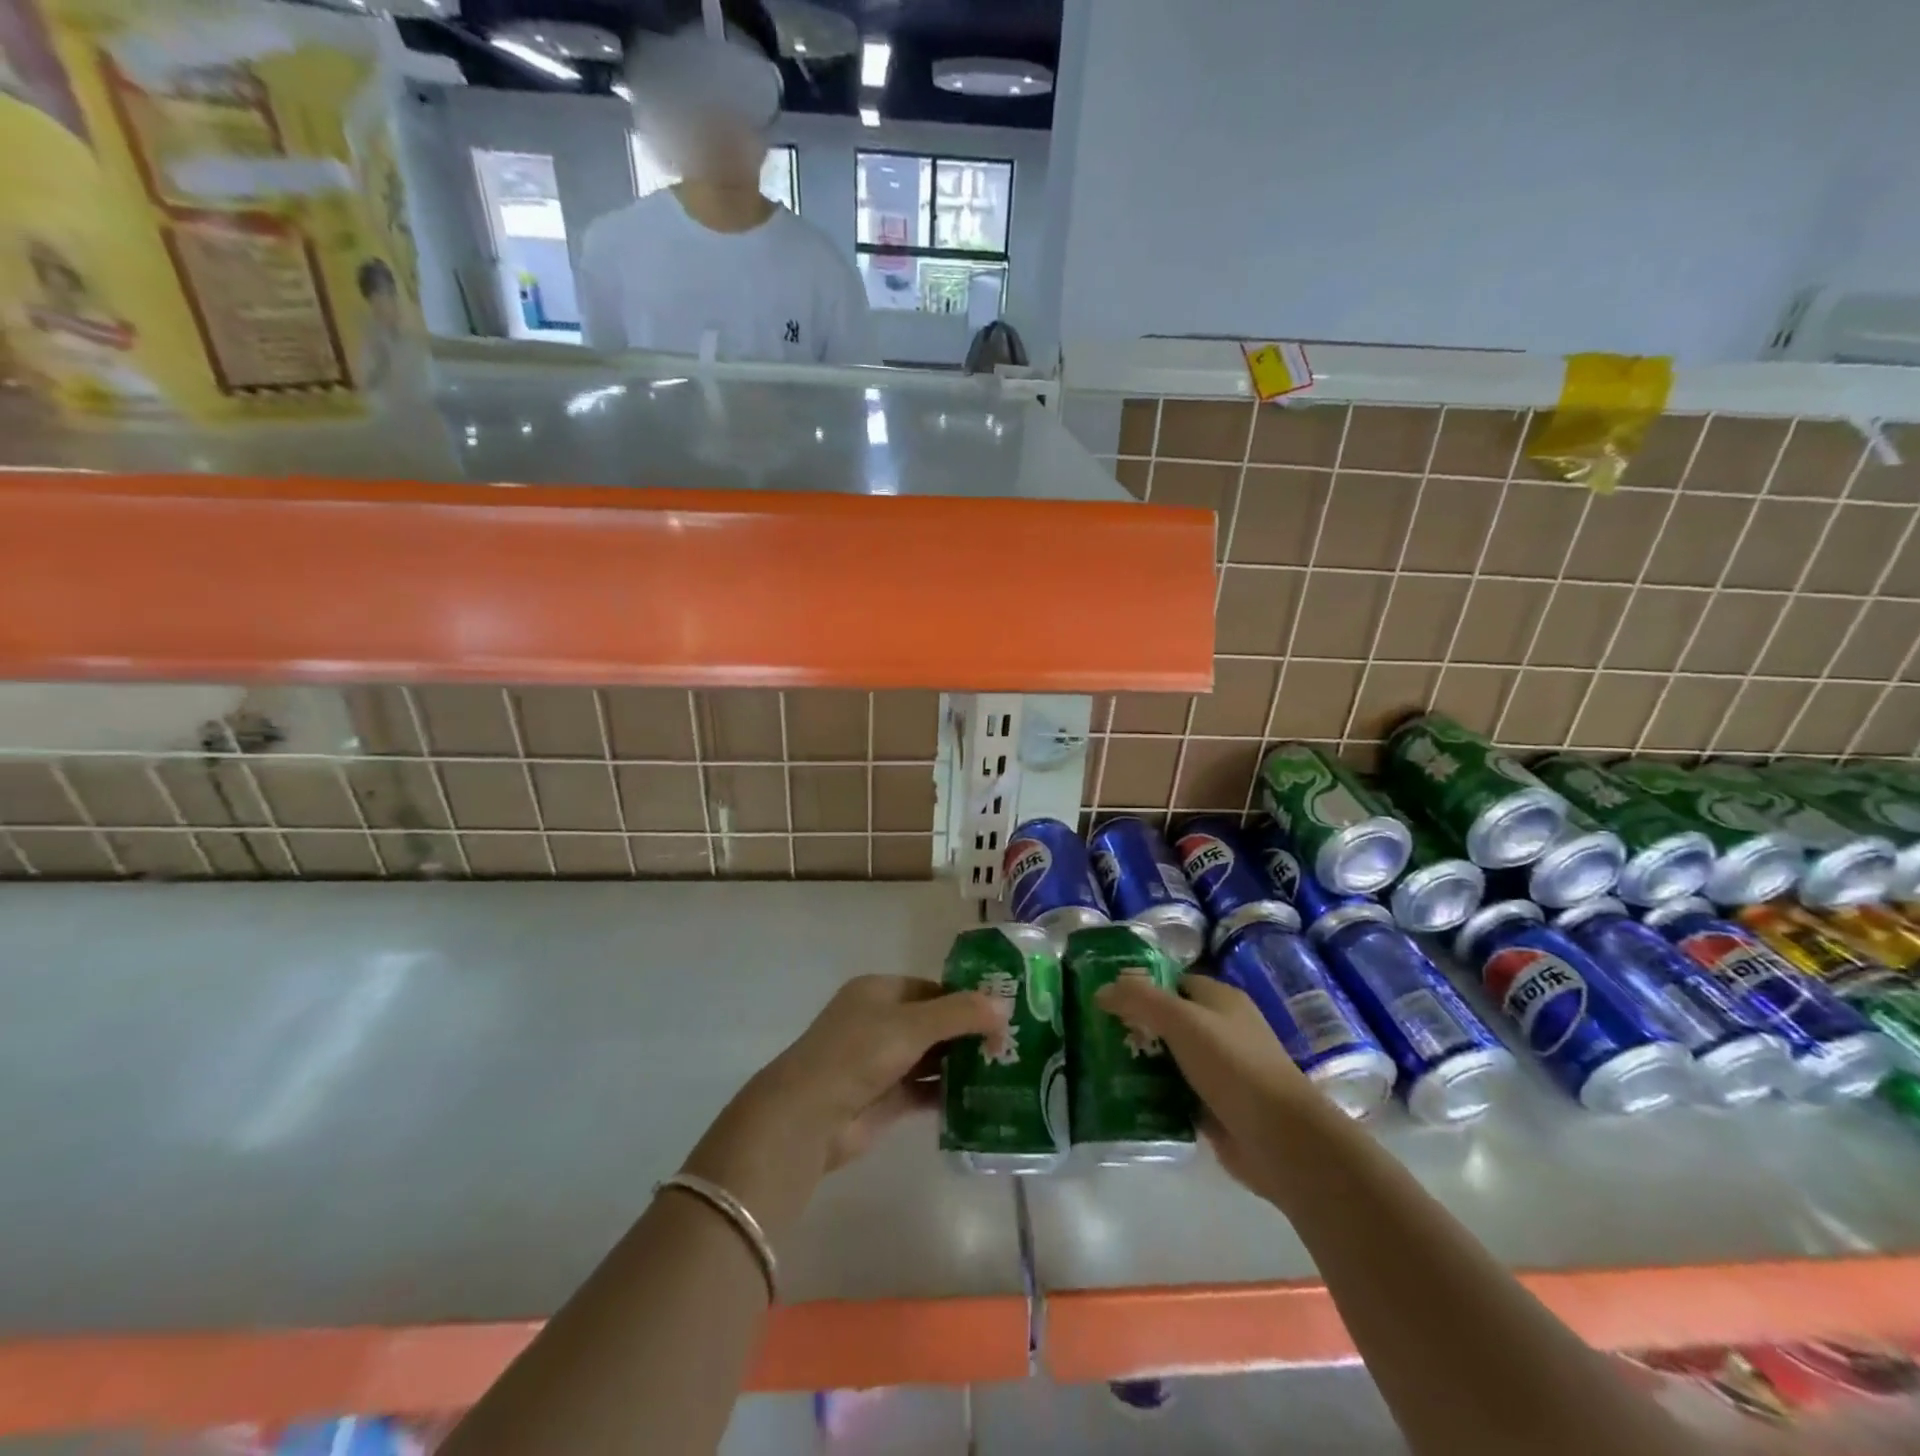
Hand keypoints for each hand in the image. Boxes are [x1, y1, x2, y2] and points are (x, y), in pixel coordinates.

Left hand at [752, 975, 1006, 1169]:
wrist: (809, 1118)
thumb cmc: (858, 1054)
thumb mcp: (912, 1025)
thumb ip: (960, 1014)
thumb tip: (1005, 1005)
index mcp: (878, 992)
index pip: (931, 988)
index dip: (965, 998)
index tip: (1003, 1012)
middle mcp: (879, 1022)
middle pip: (933, 1023)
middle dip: (968, 1032)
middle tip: (1012, 1043)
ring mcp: (882, 1062)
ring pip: (931, 1057)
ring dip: (962, 1063)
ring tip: (1006, 1069)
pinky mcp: (886, 1099)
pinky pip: (925, 1090)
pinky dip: (950, 1093)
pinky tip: (984, 1098)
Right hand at [1097, 973, 1321, 1199]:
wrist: (1280, 1139)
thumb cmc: (1233, 1065)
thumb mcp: (1182, 1020)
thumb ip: (1141, 999)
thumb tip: (1102, 989)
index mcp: (1220, 1000)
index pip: (1173, 981)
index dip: (1141, 985)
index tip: (1104, 995)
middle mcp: (1221, 1030)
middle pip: (1168, 1021)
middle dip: (1135, 1026)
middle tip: (1094, 1032)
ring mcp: (1219, 1071)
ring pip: (1169, 1059)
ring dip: (1140, 1062)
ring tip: (1098, 1064)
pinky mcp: (1213, 1108)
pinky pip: (1174, 1094)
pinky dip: (1152, 1096)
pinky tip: (1122, 1098)